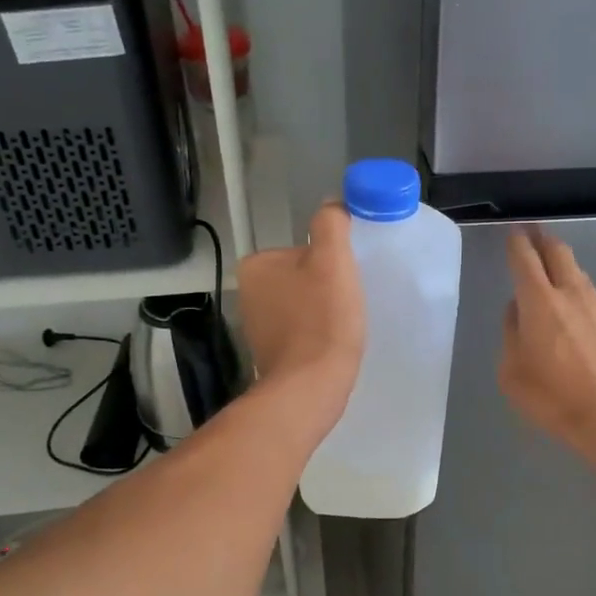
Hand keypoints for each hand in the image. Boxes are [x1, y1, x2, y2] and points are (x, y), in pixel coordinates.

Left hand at [237, 203, 366, 437]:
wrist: (310, 388)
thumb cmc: (322, 321)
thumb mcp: (332, 260)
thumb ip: (331, 224)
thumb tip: (333, 206)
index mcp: (256, 265)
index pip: (303, 249)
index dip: (331, 262)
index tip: (346, 280)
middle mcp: (248, 293)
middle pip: (303, 277)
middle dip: (327, 288)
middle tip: (347, 304)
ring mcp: (256, 326)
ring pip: (303, 305)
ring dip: (324, 312)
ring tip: (341, 328)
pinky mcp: (270, 354)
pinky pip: (301, 332)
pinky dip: (317, 336)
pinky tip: (331, 346)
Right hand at [499, 227, 595, 455]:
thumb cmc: (552, 398)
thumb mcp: (511, 372)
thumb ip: (511, 333)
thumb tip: (517, 310)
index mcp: (539, 301)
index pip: (525, 258)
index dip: (517, 242)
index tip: (514, 233)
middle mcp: (572, 294)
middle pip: (559, 253)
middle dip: (544, 240)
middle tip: (534, 234)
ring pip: (580, 276)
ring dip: (565, 270)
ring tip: (556, 277)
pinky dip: (583, 301)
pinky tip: (581, 319)